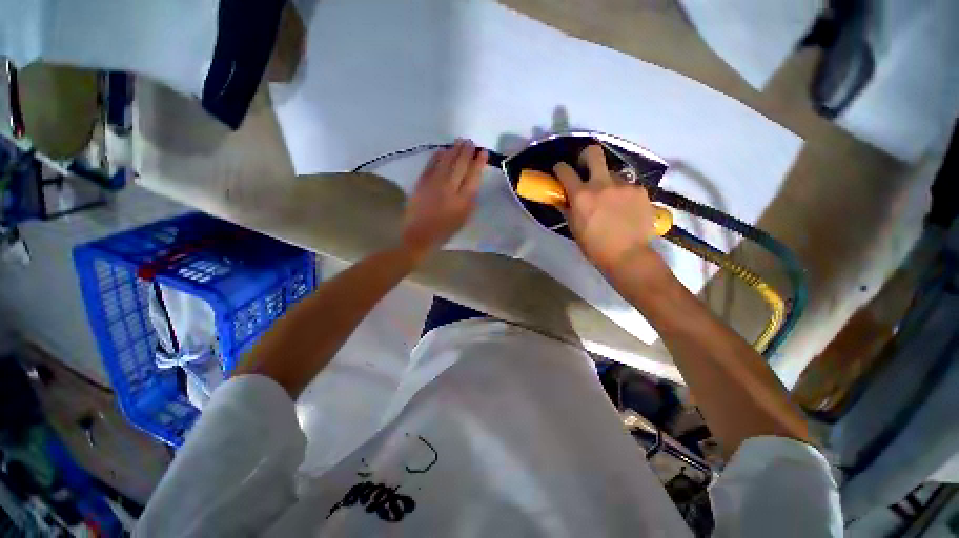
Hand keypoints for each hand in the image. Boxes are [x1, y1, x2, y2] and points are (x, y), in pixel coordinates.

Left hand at [402, 139, 487, 259]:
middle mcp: (449, 189)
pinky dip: (436, 156)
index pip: (473, 176)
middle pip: (460, 165)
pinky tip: (441, 150)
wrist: (419, 236)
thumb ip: (470, 201)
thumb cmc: (444, 231)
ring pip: (446, 162)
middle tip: (470, 142)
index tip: (483, 152)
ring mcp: (434, 184)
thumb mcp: (463, 219)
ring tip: (459, 141)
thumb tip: (473, 184)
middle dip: (466, 152)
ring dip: (453, 150)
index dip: (478, 163)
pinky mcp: (421, 183)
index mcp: (462, 200)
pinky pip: (430, 165)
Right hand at [552, 145, 657, 274]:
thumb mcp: (574, 228)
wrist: (628, 256)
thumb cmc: (594, 246)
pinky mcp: (640, 190)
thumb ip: (567, 208)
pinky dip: (623, 194)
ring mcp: (624, 185)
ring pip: (613, 173)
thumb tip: (561, 197)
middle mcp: (602, 184)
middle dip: (586, 156)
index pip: (565, 170)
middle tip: (586, 168)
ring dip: (608, 182)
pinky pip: (627, 186)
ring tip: (611, 201)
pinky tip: (625, 209)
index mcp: (581, 195)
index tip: (560, 171)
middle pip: (594, 153)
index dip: (560, 168)